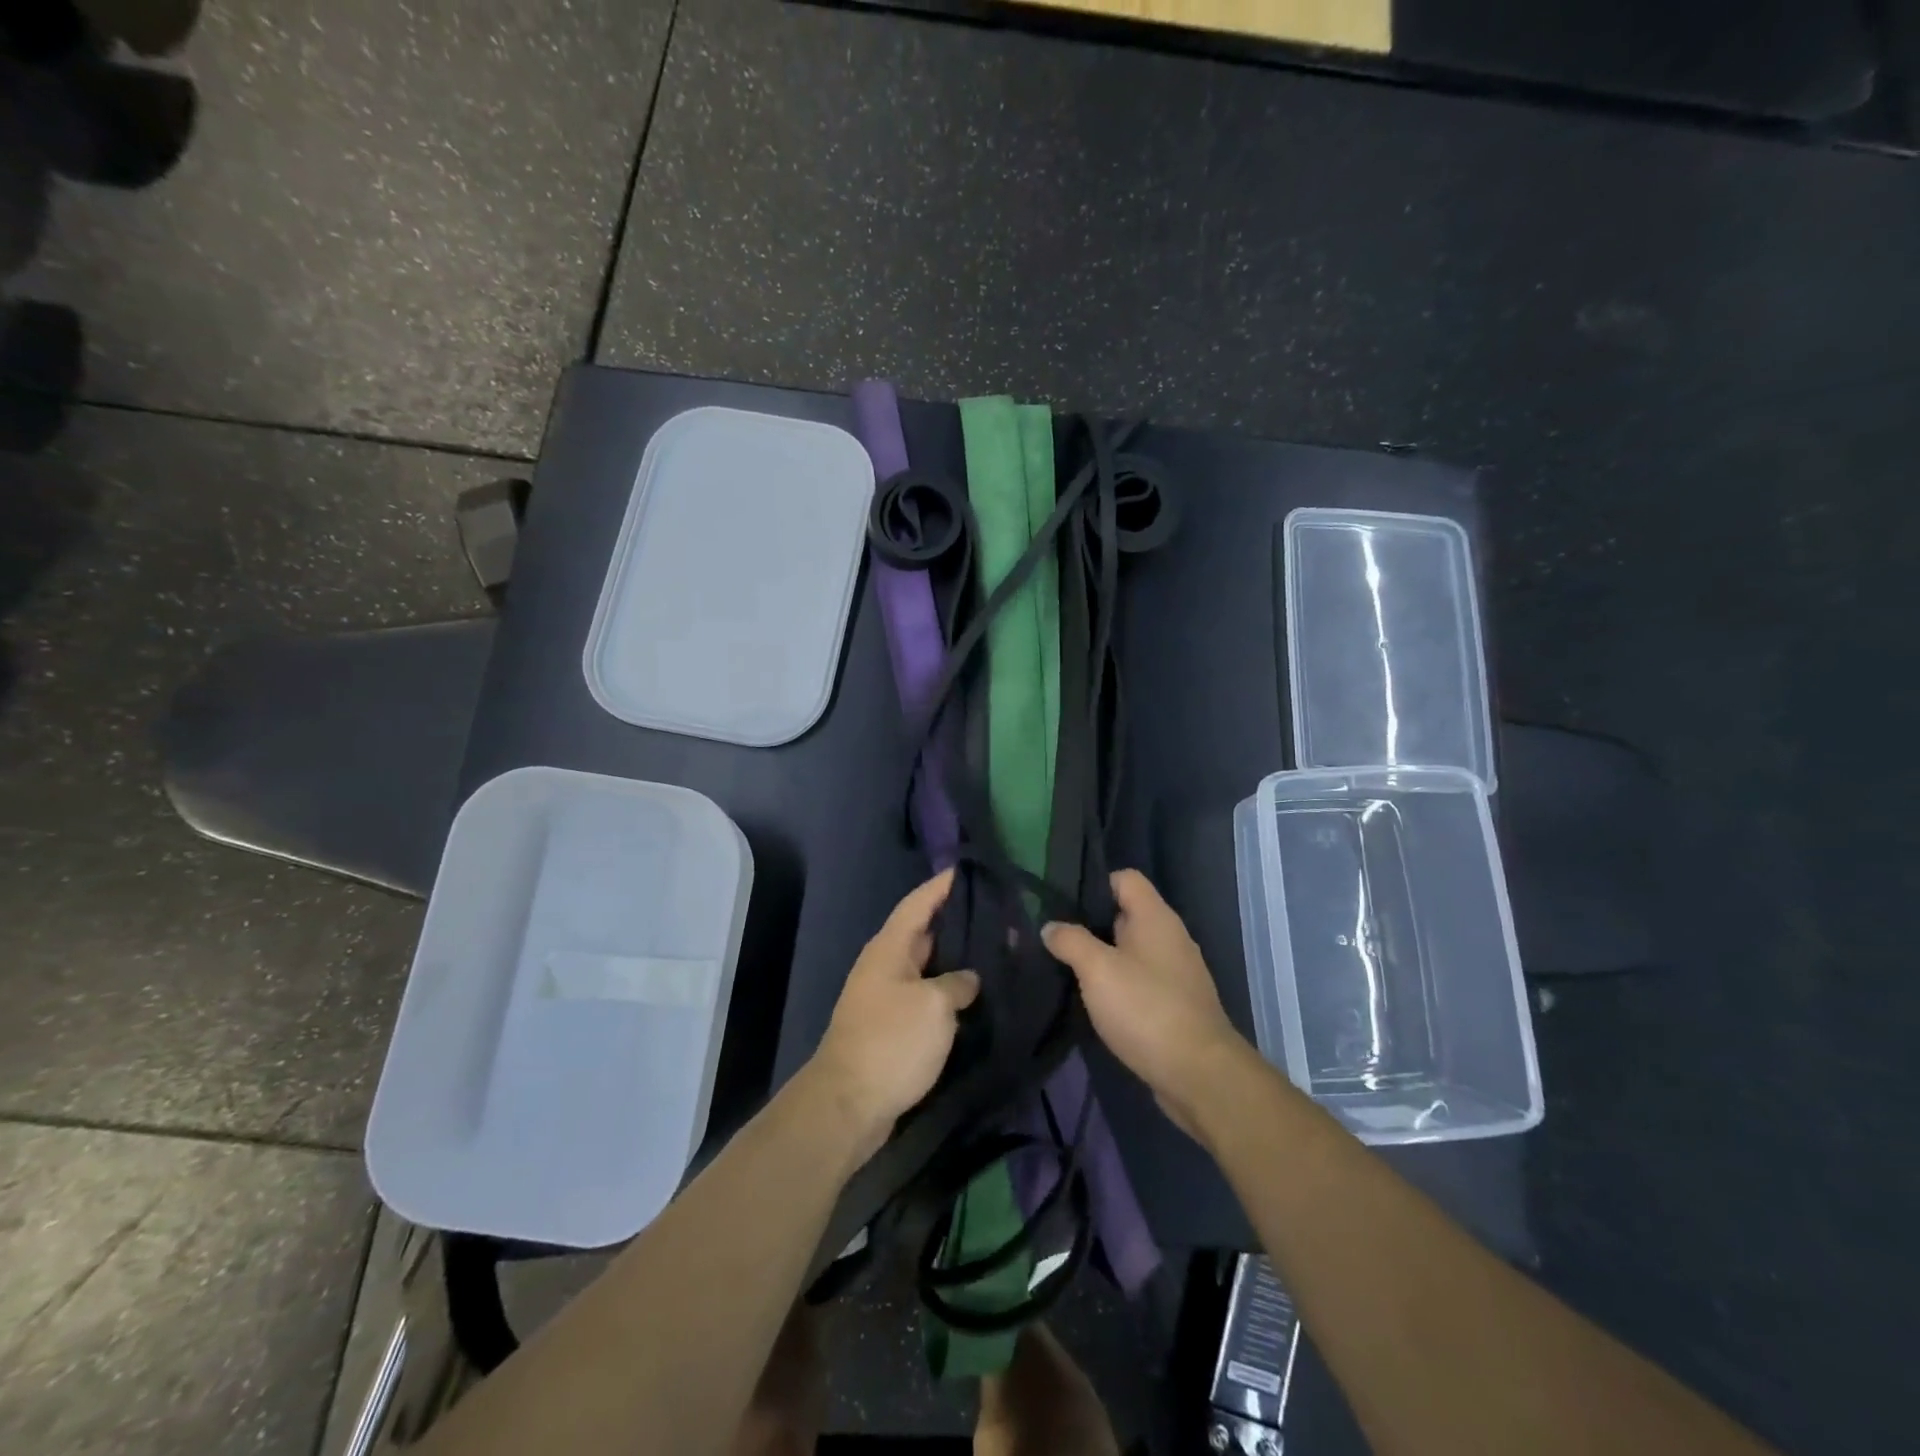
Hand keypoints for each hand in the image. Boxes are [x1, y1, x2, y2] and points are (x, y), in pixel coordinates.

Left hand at [810, 870, 979, 1159]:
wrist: (848, 1105)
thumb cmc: (891, 1042)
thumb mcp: (934, 1006)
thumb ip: (958, 983)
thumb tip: (968, 979)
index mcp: (890, 948)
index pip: (918, 903)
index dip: (942, 886)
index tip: (969, 869)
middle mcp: (886, 965)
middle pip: (925, 933)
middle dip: (958, 922)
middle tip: (1000, 915)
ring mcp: (887, 997)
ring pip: (928, 966)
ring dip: (958, 960)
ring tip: (997, 953)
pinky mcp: (893, 1027)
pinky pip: (926, 996)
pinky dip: (950, 991)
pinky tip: (977, 997)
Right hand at [1042, 869, 1248, 1136]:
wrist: (1198, 1074)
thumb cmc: (1146, 1009)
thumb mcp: (1097, 970)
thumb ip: (1071, 941)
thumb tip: (1051, 926)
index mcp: (1155, 917)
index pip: (1125, 878)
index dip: (1095, 885)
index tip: (1063, 905)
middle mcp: (1171, 937)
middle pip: (1126, 914)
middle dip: (1092, 925)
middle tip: (1056, 939)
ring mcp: (1177, 973)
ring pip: (1132, 952)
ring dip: (1104, 960)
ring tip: (1068, 972)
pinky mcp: (1177, 1005)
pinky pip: (1142, 982)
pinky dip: (1120, 987)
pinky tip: (1096, 1004)